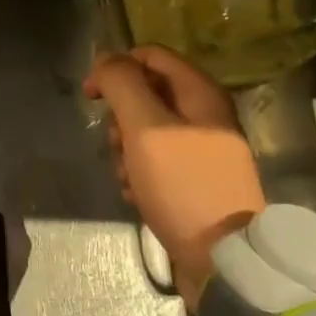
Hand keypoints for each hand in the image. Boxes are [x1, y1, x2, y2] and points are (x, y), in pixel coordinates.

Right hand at [83, 44, 265, 299]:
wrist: (223, 260)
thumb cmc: (182, 184)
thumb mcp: (146, 127)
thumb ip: (123, 84)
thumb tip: (107, 58)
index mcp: (200, 93)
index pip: (149, 56)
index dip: (115, 68)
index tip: (92, 97)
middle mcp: (205, 115)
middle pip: (145, 93)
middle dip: (120, 118)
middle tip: (117, 144)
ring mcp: (201, 149)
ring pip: (145, 130)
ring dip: (125, 150)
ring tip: (127, 177)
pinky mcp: (194, 180)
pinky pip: (155, 161)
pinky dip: (139, 173)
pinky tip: (137, 194)